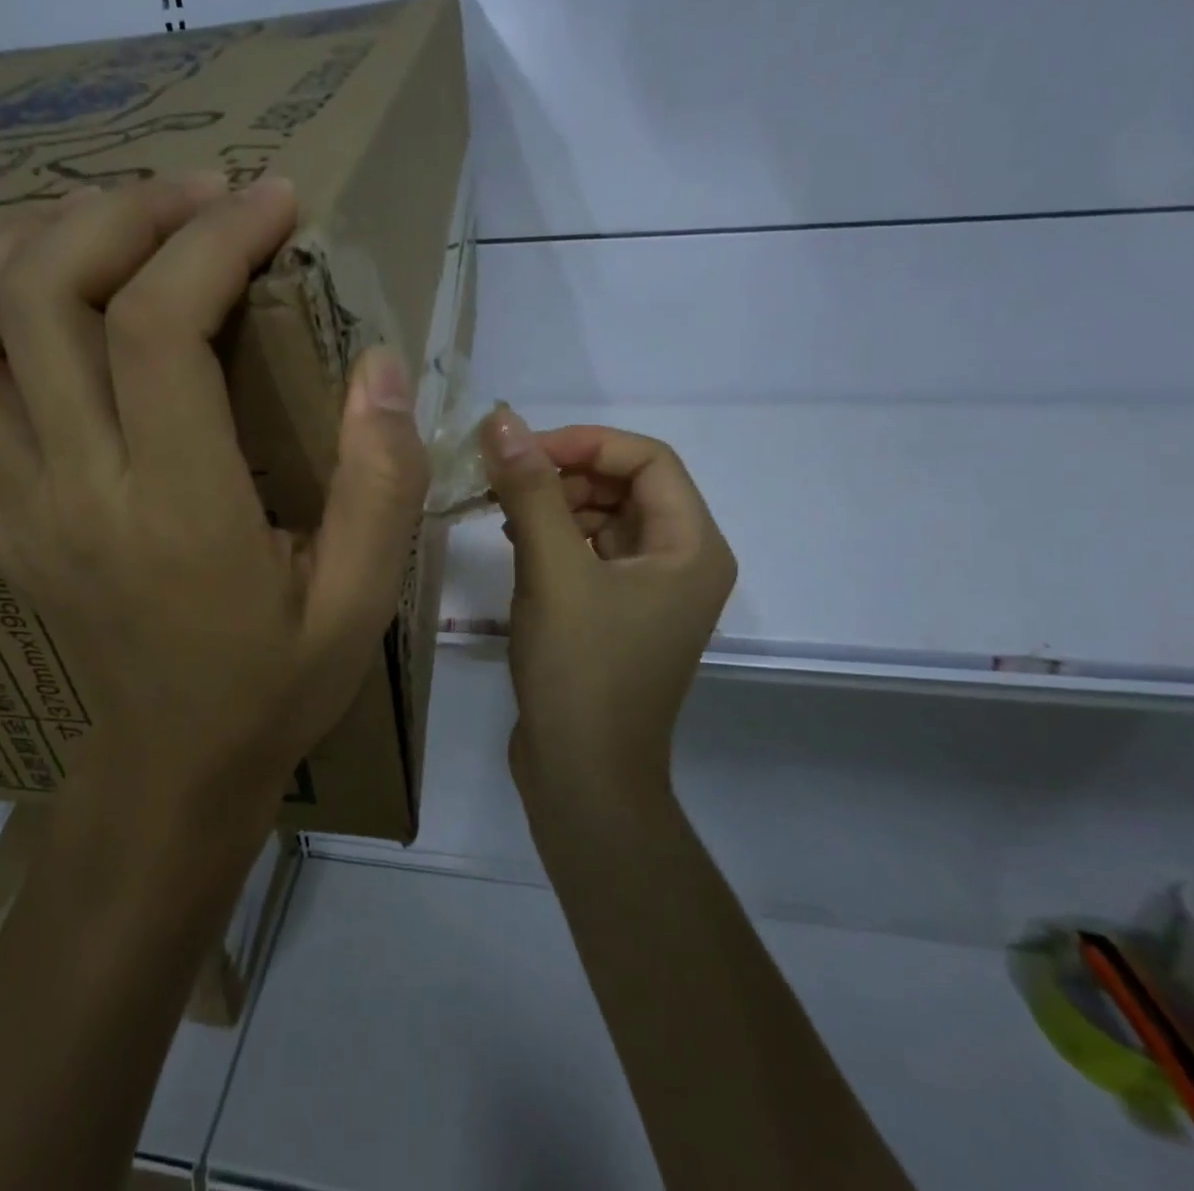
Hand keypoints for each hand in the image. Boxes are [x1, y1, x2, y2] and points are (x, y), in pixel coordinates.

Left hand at [0, 175, 429, 809]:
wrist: (179, 769)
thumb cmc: (276, 685)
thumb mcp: (362, 600)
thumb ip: (380, 482)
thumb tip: (379, 363)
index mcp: (178, 512)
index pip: (158, 330)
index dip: (212, 241)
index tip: (271, 202)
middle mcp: (75, 496)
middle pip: (45, 307)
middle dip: (118, 217)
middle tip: (193, 193)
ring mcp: (14, 514)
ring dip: (12, 255)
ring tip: (88, 220)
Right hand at [480, 407, 735, 799]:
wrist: (581, 775)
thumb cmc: (580, 670)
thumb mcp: (552, 570)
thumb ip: (530, 490)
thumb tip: (502, 419)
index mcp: (691, 547)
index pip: (648, 459)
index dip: (586, 443)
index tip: (523, 450)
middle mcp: (682, 561)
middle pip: (627, 485)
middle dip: (566, 473)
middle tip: (505, 478)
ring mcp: (650, 590)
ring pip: (604, 517)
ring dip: (555, 503)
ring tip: (503, 510)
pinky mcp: (618, 611)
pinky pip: (590, 551)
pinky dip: (554, 536)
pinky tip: (514, 540)